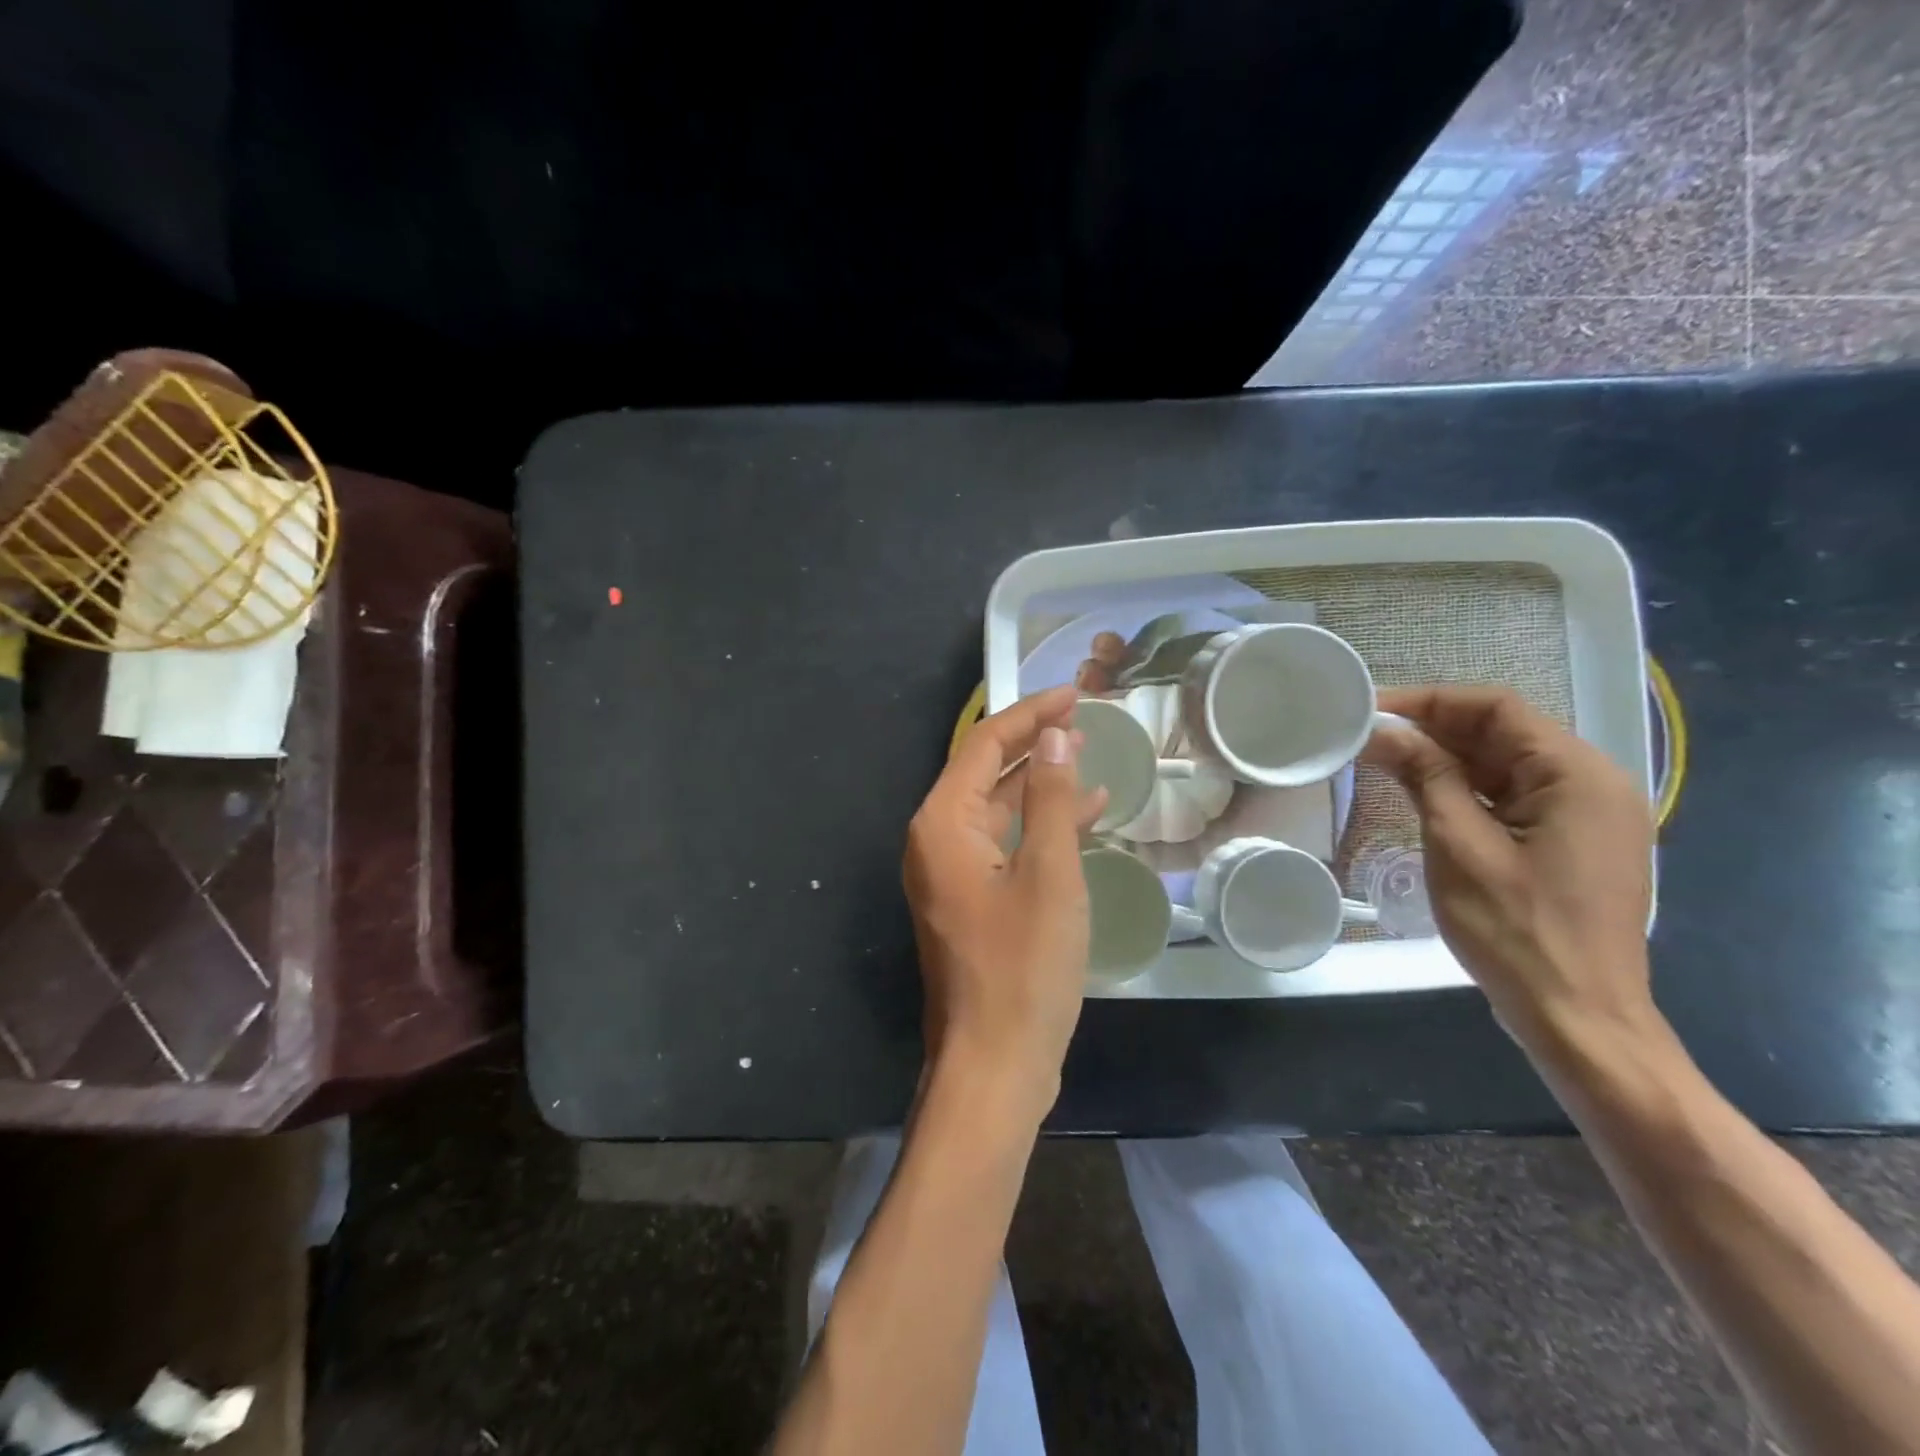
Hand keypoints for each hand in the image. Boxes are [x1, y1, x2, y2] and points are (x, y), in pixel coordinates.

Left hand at [903, 685, 1107, 1117]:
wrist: (995, 1064)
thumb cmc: (1024, 967)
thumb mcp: (1050, 873)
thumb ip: (1051, 798)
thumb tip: (1053, 736)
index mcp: (942, 824)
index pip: (984, 744)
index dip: (1029, 714)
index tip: (1074, 693)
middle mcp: (936, 841)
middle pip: (985, 772)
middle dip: (1033, 743)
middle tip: (1083, 718)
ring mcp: (951, 874)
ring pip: (997, 810)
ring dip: (1040, 783)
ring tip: (1087, 755)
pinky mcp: (971, 901)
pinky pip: (1004, 846)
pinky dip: (1040, 827)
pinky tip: (1084, 815)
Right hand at [1362, 686, 1656, 1056]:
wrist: (1578, 1017)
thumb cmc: (1517, 929)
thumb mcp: (1459, 844)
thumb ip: (1425, 776)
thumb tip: (1382, 730)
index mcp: (1577, 775)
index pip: (1497, 709)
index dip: (1430, 702)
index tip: (1371, 710)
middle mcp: (1593, 784)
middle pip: (1504, 734)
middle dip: (1434, 730)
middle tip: (1368, 737)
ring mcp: (1587, 816)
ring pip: (1506, 766)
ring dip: (1446, 760)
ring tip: (1383, 762)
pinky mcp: (1572, 844)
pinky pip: (1515, 798)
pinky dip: (1468, 790)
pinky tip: (1423, 795)